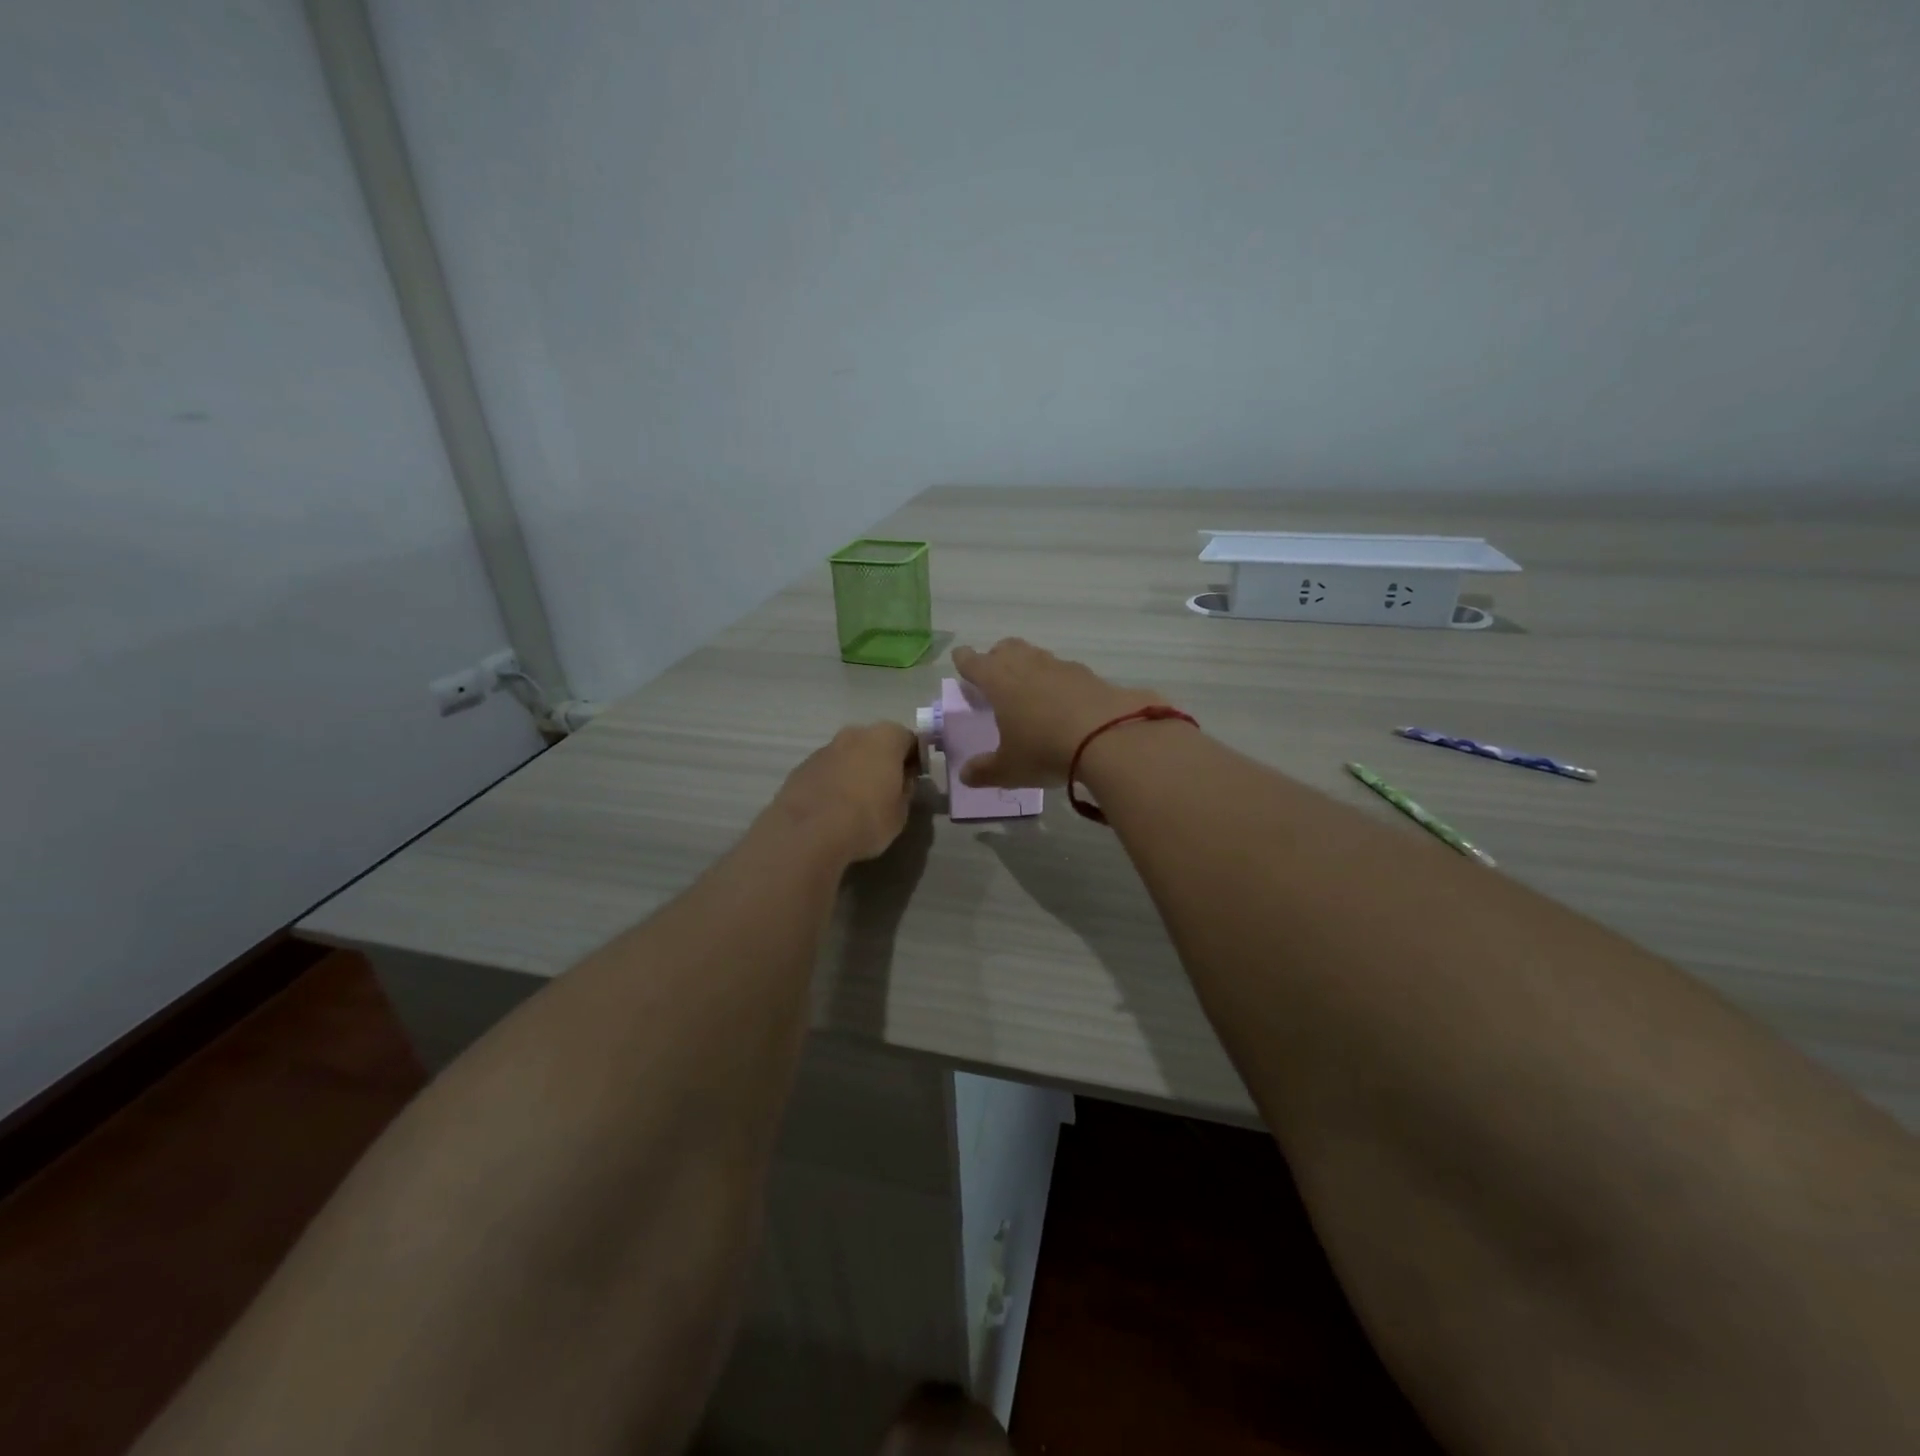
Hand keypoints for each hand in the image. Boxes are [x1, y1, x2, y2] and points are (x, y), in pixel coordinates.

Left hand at [769, 722, 918, 863]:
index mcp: (885, 738)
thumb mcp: (901, 811)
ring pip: (849, 755)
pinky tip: (834, 807)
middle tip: (887, 788)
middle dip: (883, 760)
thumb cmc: (867, 818)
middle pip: (876, 742)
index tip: (915, 779)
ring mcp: (824, 749)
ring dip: (856, 770)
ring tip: (857, 801)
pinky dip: (834, 782)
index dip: (915, 759)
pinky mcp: (801, 767)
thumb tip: (902, 780)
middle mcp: (854, 734)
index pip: (910, 739)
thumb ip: (905, 789)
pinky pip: (828, 771)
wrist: (808, 833)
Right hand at [951, 639, 1164, 787]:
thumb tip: (965, 775)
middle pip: (1007, 648)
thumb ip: (984, 771)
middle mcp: (1027, 665)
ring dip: (1029, 666)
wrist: (1108, 737)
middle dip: (997, 657)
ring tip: (1030, 689)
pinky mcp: (1089, 675)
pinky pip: (1065, 672)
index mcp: (998, 680)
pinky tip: (1064, 702)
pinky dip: (1058, 681)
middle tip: (995, 674)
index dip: (964, 660)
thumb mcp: (1009, 769)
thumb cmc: (1044, 750)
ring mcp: (1060, 666)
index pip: (973, 661)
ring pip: (1037, 656)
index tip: (961, 659)